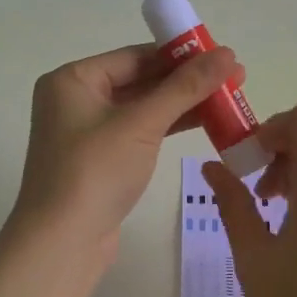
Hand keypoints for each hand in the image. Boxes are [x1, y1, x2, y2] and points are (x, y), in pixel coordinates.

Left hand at [13, 43, 242, 266]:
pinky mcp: (101, 160)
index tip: (222, 54)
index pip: (135, 56)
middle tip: (235, 77)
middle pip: (140, 80)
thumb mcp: (142, 124)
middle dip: (186, 80)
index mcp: (73, 80)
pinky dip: (168, 127)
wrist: (62, 243)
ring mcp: (87, 132)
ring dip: (183, 104)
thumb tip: (227, 53)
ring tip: (229, 99)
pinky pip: (140, 132)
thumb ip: (185, 87)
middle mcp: (76, 99)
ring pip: (143, 108)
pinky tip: (205, 123)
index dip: (181, 54)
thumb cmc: (94, 172)